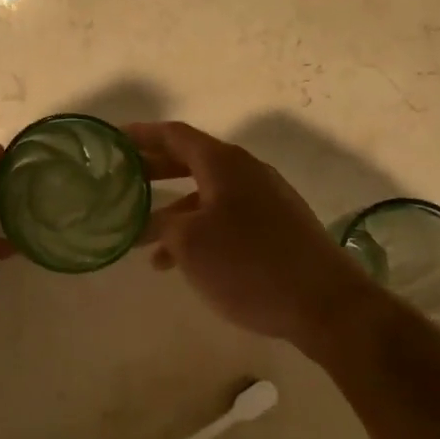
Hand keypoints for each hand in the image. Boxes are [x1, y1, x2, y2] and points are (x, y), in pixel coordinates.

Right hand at [128, 121, 367, 345]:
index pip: (174, 134)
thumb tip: (148, 221)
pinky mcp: (277, 226)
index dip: (141, 135)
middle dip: (155, 169)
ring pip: (208, 192)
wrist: (325, 304)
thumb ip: (161, 224)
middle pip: (190, 159)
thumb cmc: (248, 264)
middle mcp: (245, 171)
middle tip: (123, 179)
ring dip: (175, 209)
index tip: (114, 139)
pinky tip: (183, 262)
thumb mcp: (190, 243)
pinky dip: (199, 228)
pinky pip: (226, 215)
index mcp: (223, 163)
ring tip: (144, 239)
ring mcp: (266, 198)